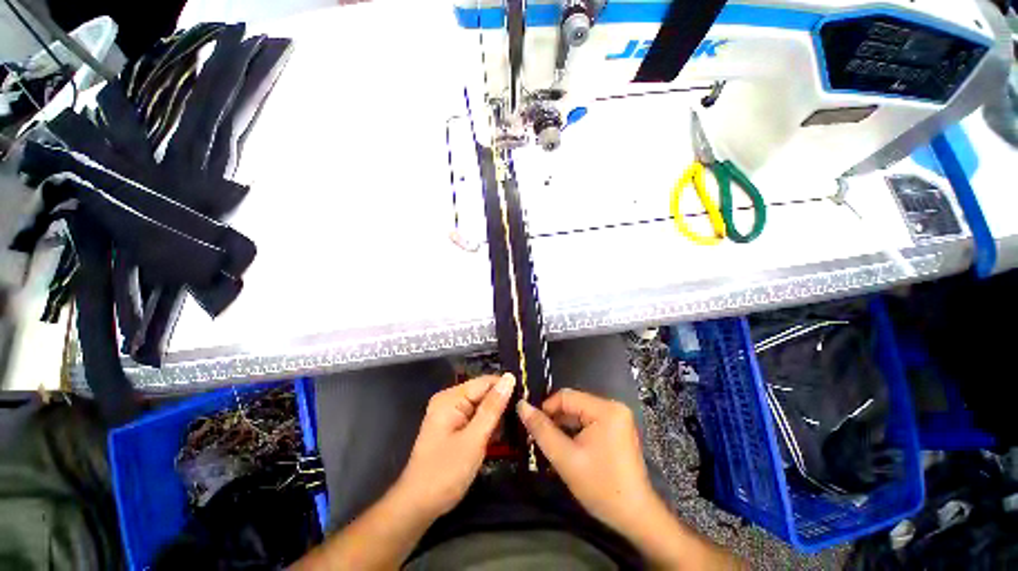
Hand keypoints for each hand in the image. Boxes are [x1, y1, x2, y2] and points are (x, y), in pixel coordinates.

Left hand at [393, 373, 515, 518]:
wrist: (417, 506)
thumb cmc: (445, 473)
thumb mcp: (474, 439)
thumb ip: (493, 407)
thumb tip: (509, 378)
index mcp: (451, 398)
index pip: (486, 382)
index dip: (506, 389)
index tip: (526, 402)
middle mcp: (449, 400)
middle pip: (483, 393)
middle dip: (501, 406)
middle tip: (520, 422)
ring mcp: (450, 413)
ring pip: (482, 407)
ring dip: (495, 419)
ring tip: (512, 432)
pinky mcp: (452, 426)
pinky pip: (475, 418)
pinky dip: (486, 427)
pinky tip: (496, 439)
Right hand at [516, 388, 656, 531]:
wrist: (635, 517)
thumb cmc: (601, 487)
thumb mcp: (565, 458)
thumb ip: (542, 430)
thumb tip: (521, 405)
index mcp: (605, 409)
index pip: (566, 396)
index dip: (546, 409)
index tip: (533, 428)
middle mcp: (614, 406)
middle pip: (574, 404)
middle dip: (556, 420)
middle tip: (542, 439)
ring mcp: (618, 417)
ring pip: (580, 413)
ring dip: (565, 426)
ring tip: (554, 445)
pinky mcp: (618, 428)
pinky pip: (589, 421)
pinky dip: (576, 432)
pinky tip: (569, 447)